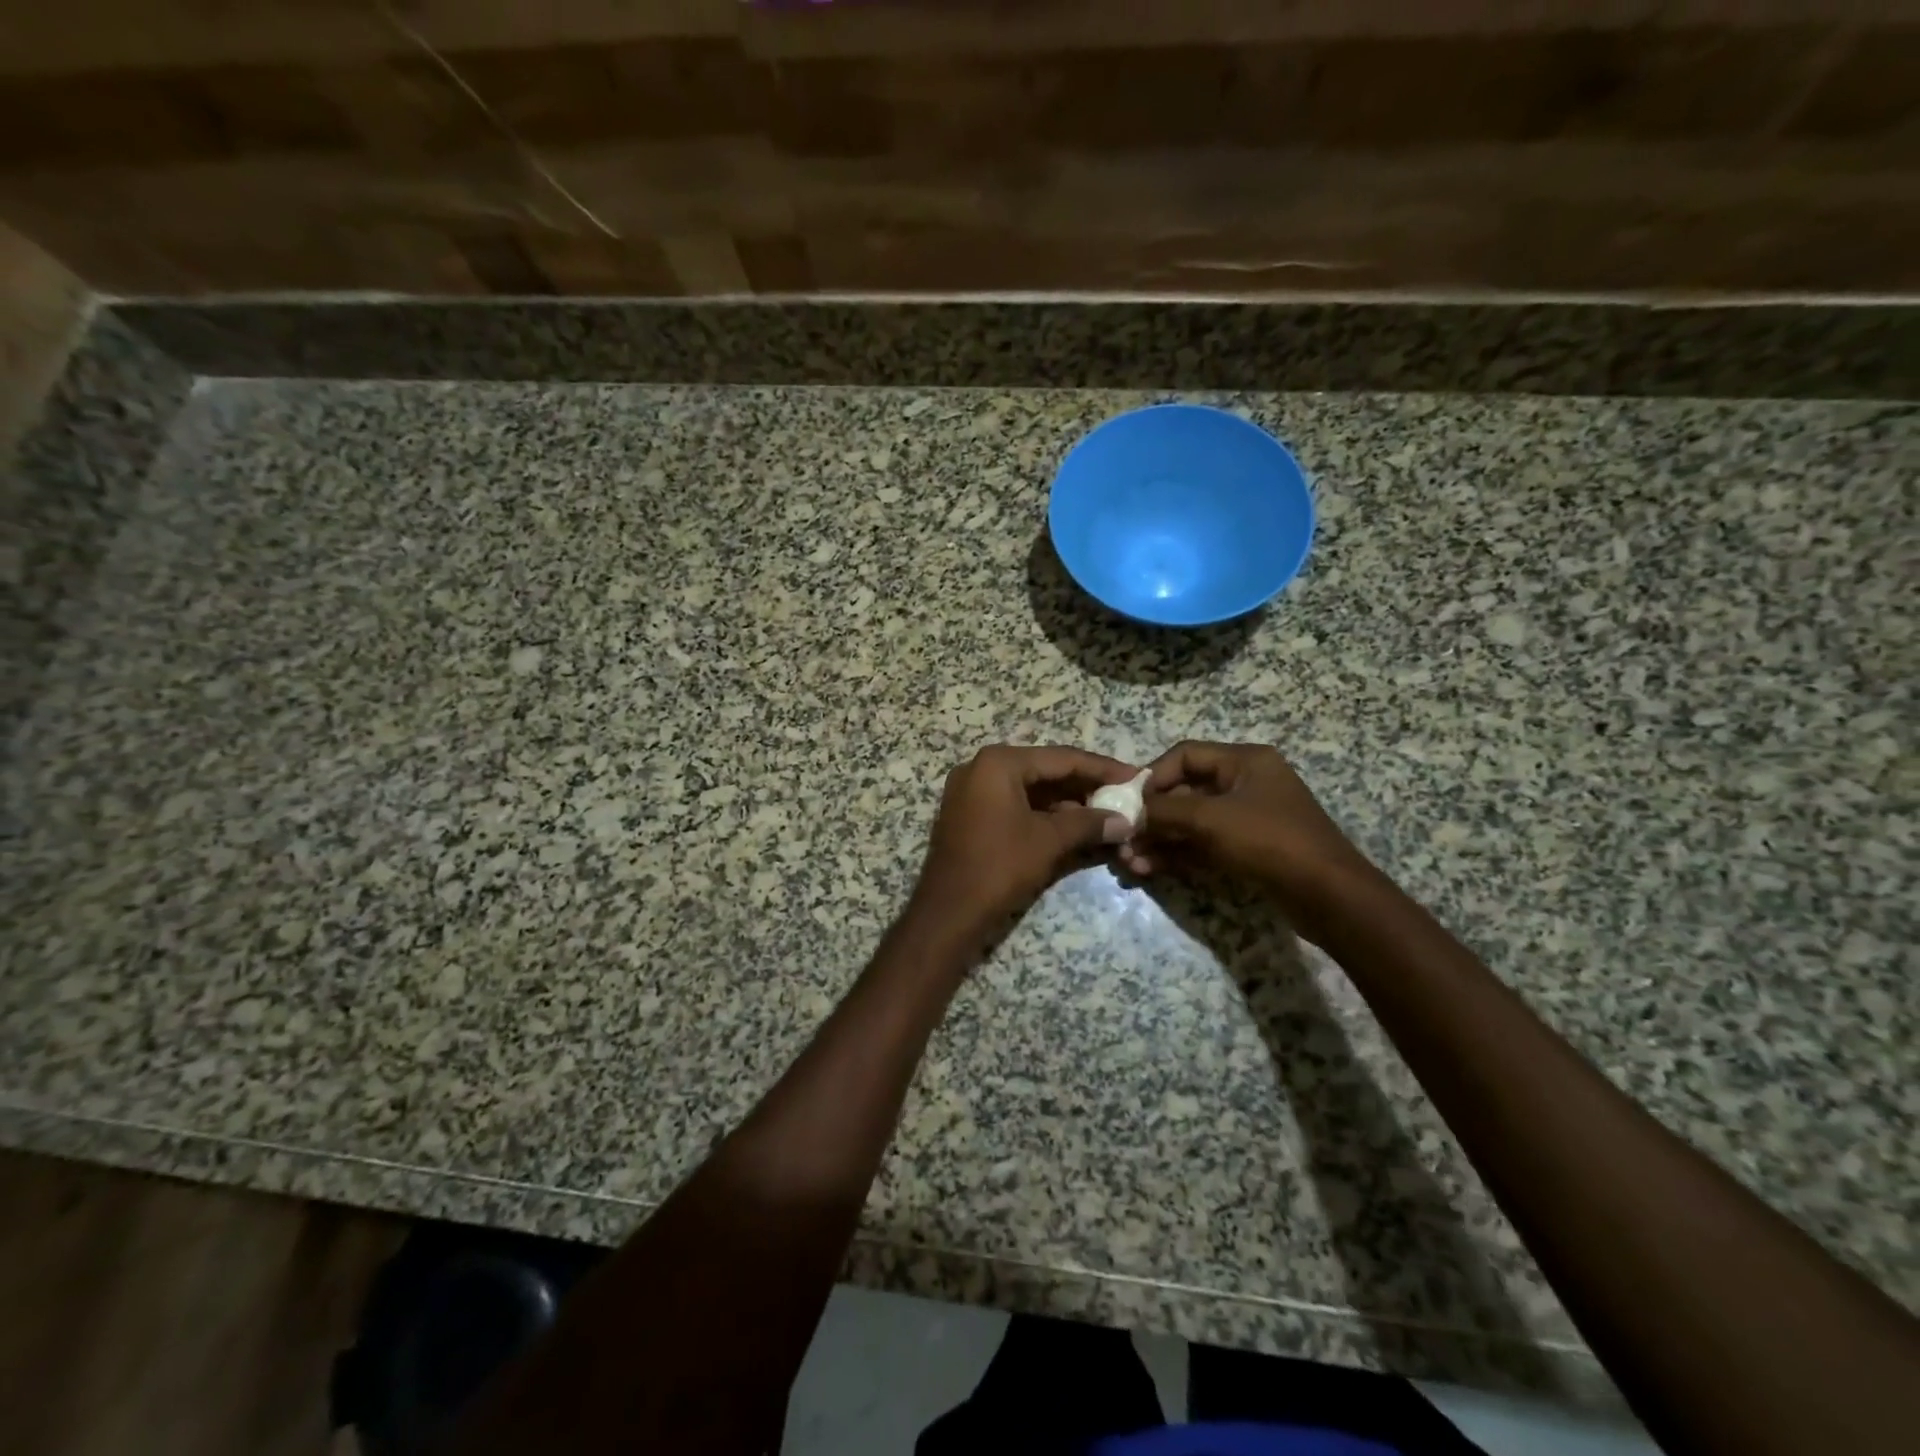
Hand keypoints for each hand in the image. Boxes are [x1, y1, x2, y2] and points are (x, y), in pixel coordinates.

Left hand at [910, 745, 1136, 940]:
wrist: (947, 911)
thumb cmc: (999, 866)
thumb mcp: (1048, 840)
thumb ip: (1089, 823)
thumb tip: (1126, 820)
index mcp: (999, 762)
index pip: (1061, 758)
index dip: (1102, 768)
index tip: (1135, 777)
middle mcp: (981, 766)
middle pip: (1045, 769)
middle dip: (1085, 785)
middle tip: (1124, 796)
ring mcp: (971, 790)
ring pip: (1030, 788)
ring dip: (1066, 801)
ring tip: (1105, 813)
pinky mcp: (969, 813)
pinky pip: (1014, 803)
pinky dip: (1043, 812)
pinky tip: (1074, 825)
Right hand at [1119, 741, 1372, 928]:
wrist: (1328, 896)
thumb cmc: (1269, 840)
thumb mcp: (1211, 819)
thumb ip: (1165, 811)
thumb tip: (1131, 814)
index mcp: (1244, 761)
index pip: (1185, 755)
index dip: (1154, 775)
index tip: (1129, 802)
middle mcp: (1245, 784)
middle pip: (1185, 791)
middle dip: (1152, 816)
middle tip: (1124, 839)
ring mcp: (1247, 819)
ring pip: (1191, 822)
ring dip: (1159, 840)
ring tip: (1130, 862)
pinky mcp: (1247, 850)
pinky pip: (1203, 845)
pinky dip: (1177, 855)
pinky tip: (1149, 869)